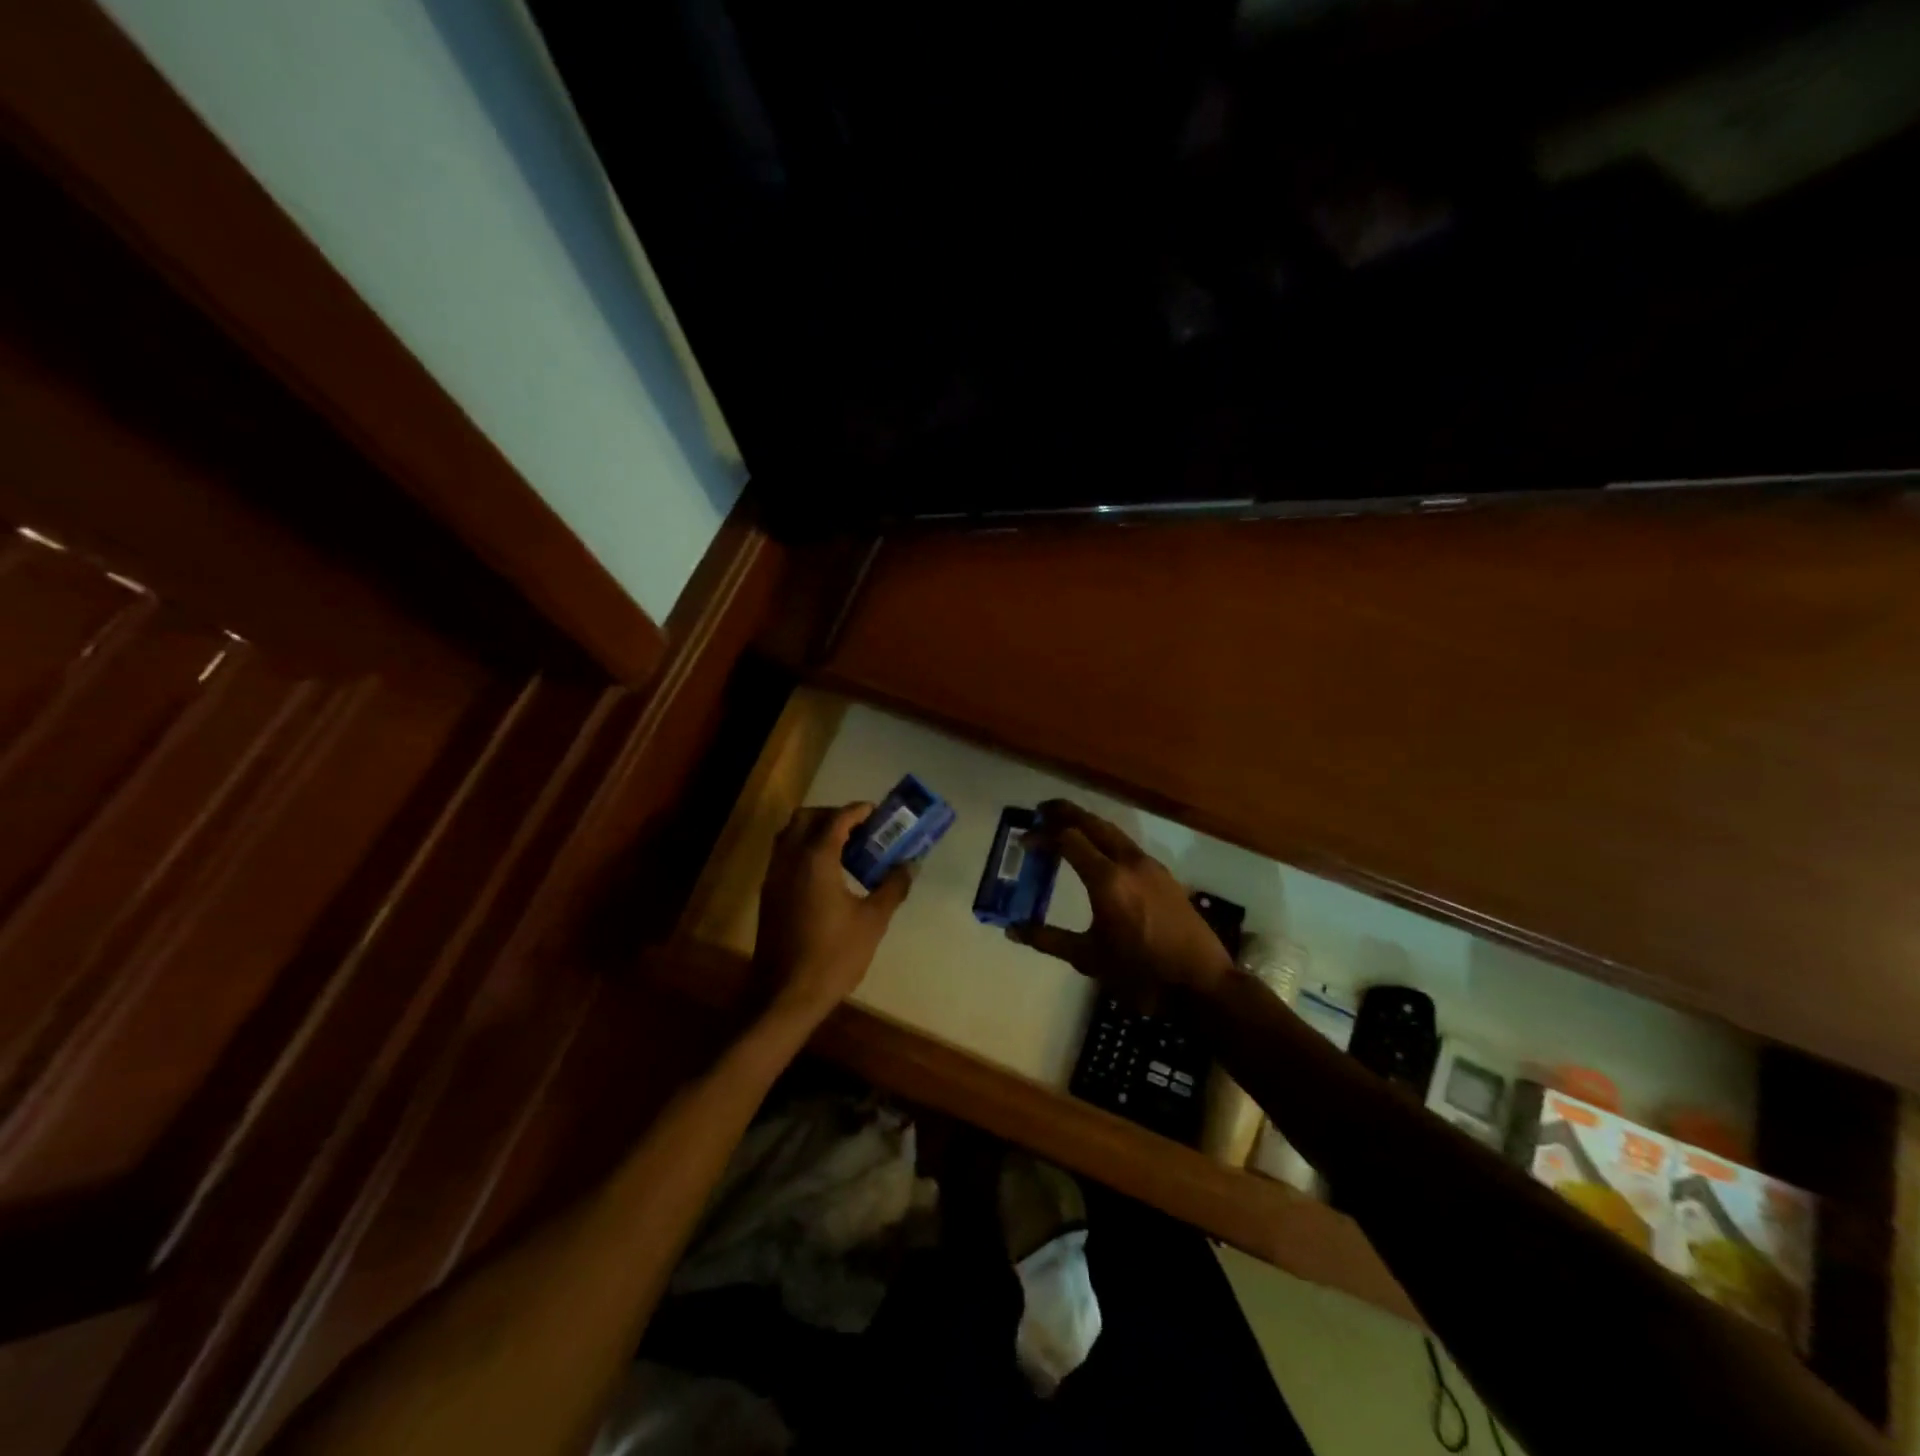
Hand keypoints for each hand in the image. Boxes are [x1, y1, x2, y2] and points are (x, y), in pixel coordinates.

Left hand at [755, 802, 912, 1019]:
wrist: (785, 995)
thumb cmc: (833, 956)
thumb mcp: (872, 921)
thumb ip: (892, 887)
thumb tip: (910, 864)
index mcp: (816, 859)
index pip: (837, 818)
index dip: (859, 811)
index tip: (879, 813)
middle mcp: (790, 859)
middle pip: (807, 818)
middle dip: (834, 816)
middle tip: (861, 829)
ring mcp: (774, 876)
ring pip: (791, 835)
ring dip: (816, 831)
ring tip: (847, 849)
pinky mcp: (769, 894)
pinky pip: (785, 856)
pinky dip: (805, 850)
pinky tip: (828, 874)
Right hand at [1013, 800, 1234, 1010]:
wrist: (1202, 985)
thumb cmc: (1141, 974)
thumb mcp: (1089, 959)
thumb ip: (1048, 939)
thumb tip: (1012, 930)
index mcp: (1107, 880)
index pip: (1068, 839)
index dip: (1043, 835)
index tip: (1025, 841)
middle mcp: (1129, 863)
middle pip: (1093, 823)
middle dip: (1065, 813)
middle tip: (1041, 810)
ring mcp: (1151, 867)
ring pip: (1113, 832)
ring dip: (1088, 824)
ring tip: (1066, 827)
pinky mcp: (1164, 877)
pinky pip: (1128, 846)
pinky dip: (1106, 840)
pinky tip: (1099, 855)